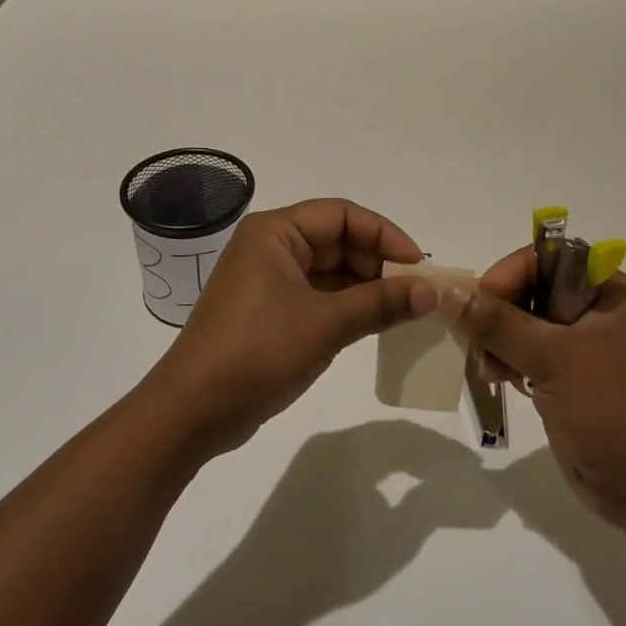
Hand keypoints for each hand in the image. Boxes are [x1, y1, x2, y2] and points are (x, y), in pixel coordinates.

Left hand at [148, 199, 438, 455]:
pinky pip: (317, 296)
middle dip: (377, 263)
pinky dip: (347, 306)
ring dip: (365, 287)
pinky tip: (375, 323)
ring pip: (329, 270)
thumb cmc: (258, 351)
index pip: (342, 215)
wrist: (194, 410)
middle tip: (417, 292)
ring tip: (405, 309)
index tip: (419, 265)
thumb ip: (381, 303)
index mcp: (275, 232)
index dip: (384, 234)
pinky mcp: (269, 311)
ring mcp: (268, 280)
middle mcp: (270, 247)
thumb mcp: (326, 324)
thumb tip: (432, 292)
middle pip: (337, 240)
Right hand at [441, 250, 625, 530]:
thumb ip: (498, 323)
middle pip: (531, 288)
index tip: (482, 301)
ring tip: (488, 365)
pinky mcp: (565, 377)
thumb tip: (449, 292)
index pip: (549, 258)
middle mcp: (596, 312)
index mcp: (609, 293)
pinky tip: (496, 377)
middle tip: (476, 337)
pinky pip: (524, 352)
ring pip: (523, 322)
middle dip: (499, 311)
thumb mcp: (553, 358)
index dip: (512, 273)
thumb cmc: (609, 410)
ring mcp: (580, 347)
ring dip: (497, 339)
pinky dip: (505, 359)